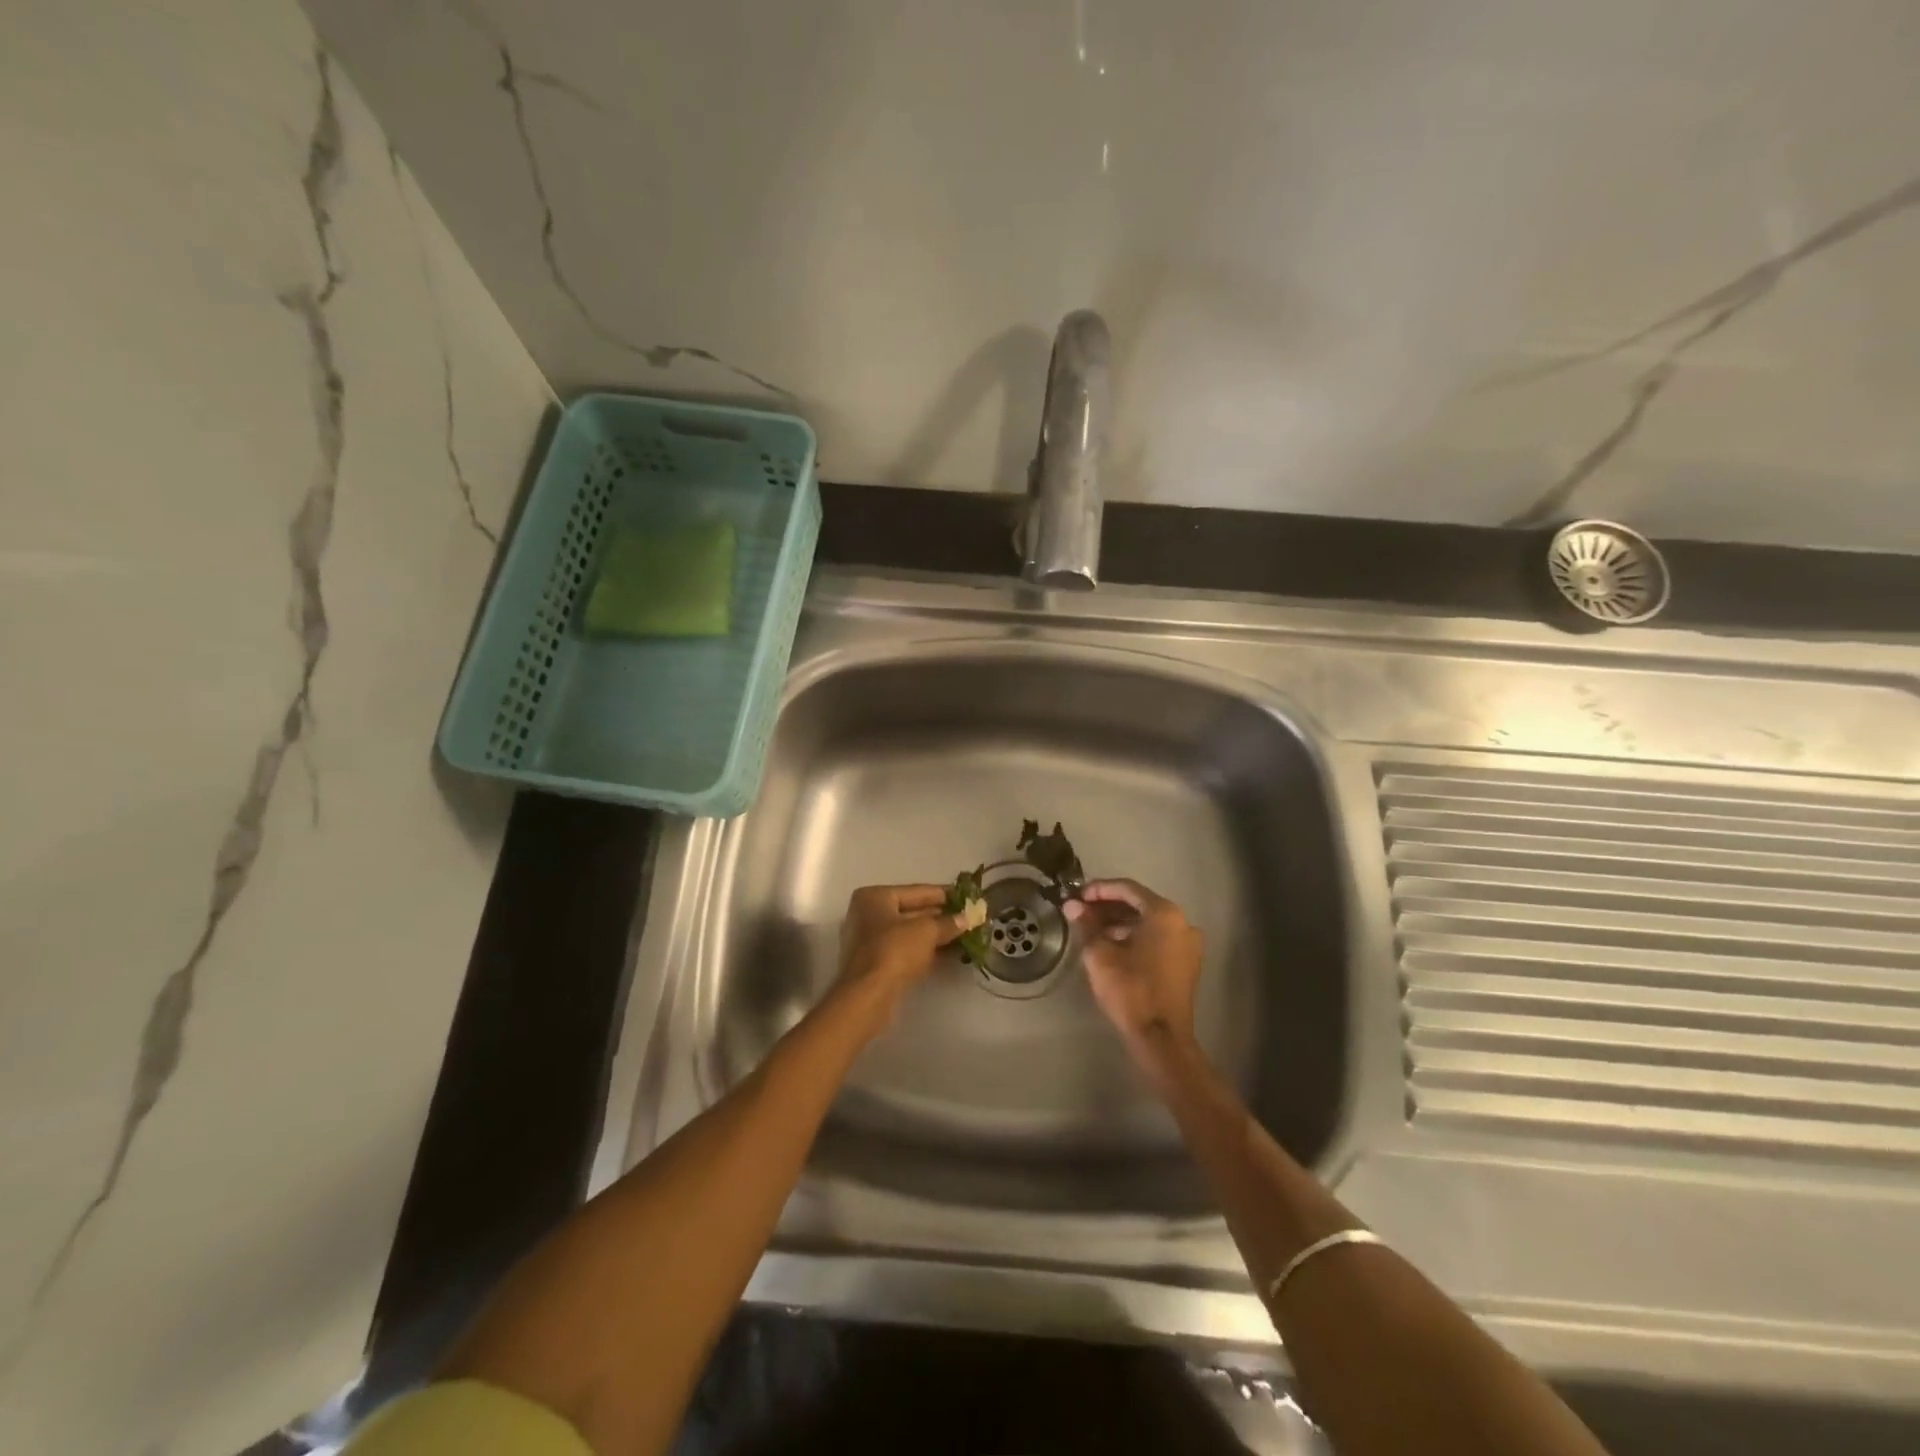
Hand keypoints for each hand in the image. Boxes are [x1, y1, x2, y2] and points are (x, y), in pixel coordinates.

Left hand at [832, 884, 964, 1034]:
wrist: (869, 996)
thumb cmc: (895, 950)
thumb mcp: (927, 931)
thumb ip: (948, 922)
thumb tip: (968, 918)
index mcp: (875, 897)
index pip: (917, 891)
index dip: (945, 894)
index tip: (968, 896)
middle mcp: (868, 915)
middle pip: (913, 912)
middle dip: (941, 916)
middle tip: (969, 917)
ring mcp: (870, 941)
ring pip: (910, 933)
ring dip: (936, 935)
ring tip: (965, 935)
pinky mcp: (876, 965)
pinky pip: (906, 950)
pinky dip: (926, 950)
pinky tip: (949, 953)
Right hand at [1065, 879, 1203, 1066]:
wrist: (1161, 1039)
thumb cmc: (1130, 990)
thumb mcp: (1100, 955)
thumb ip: (1086, 925)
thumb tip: (1071, 905)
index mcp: (1165, 914)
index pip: (1128, 889)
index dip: (1100, 889)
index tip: (1078, 895)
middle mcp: (1182, 923)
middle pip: (1140, 904)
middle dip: (1109, 906)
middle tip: (1081, 911)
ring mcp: (1188, 945)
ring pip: (1149, 923)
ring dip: (1120, 922)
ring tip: (1092, 930)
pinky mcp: (1187, 964)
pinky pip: (1158, 939)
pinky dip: (1135, 937)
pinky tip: (1112, 946)